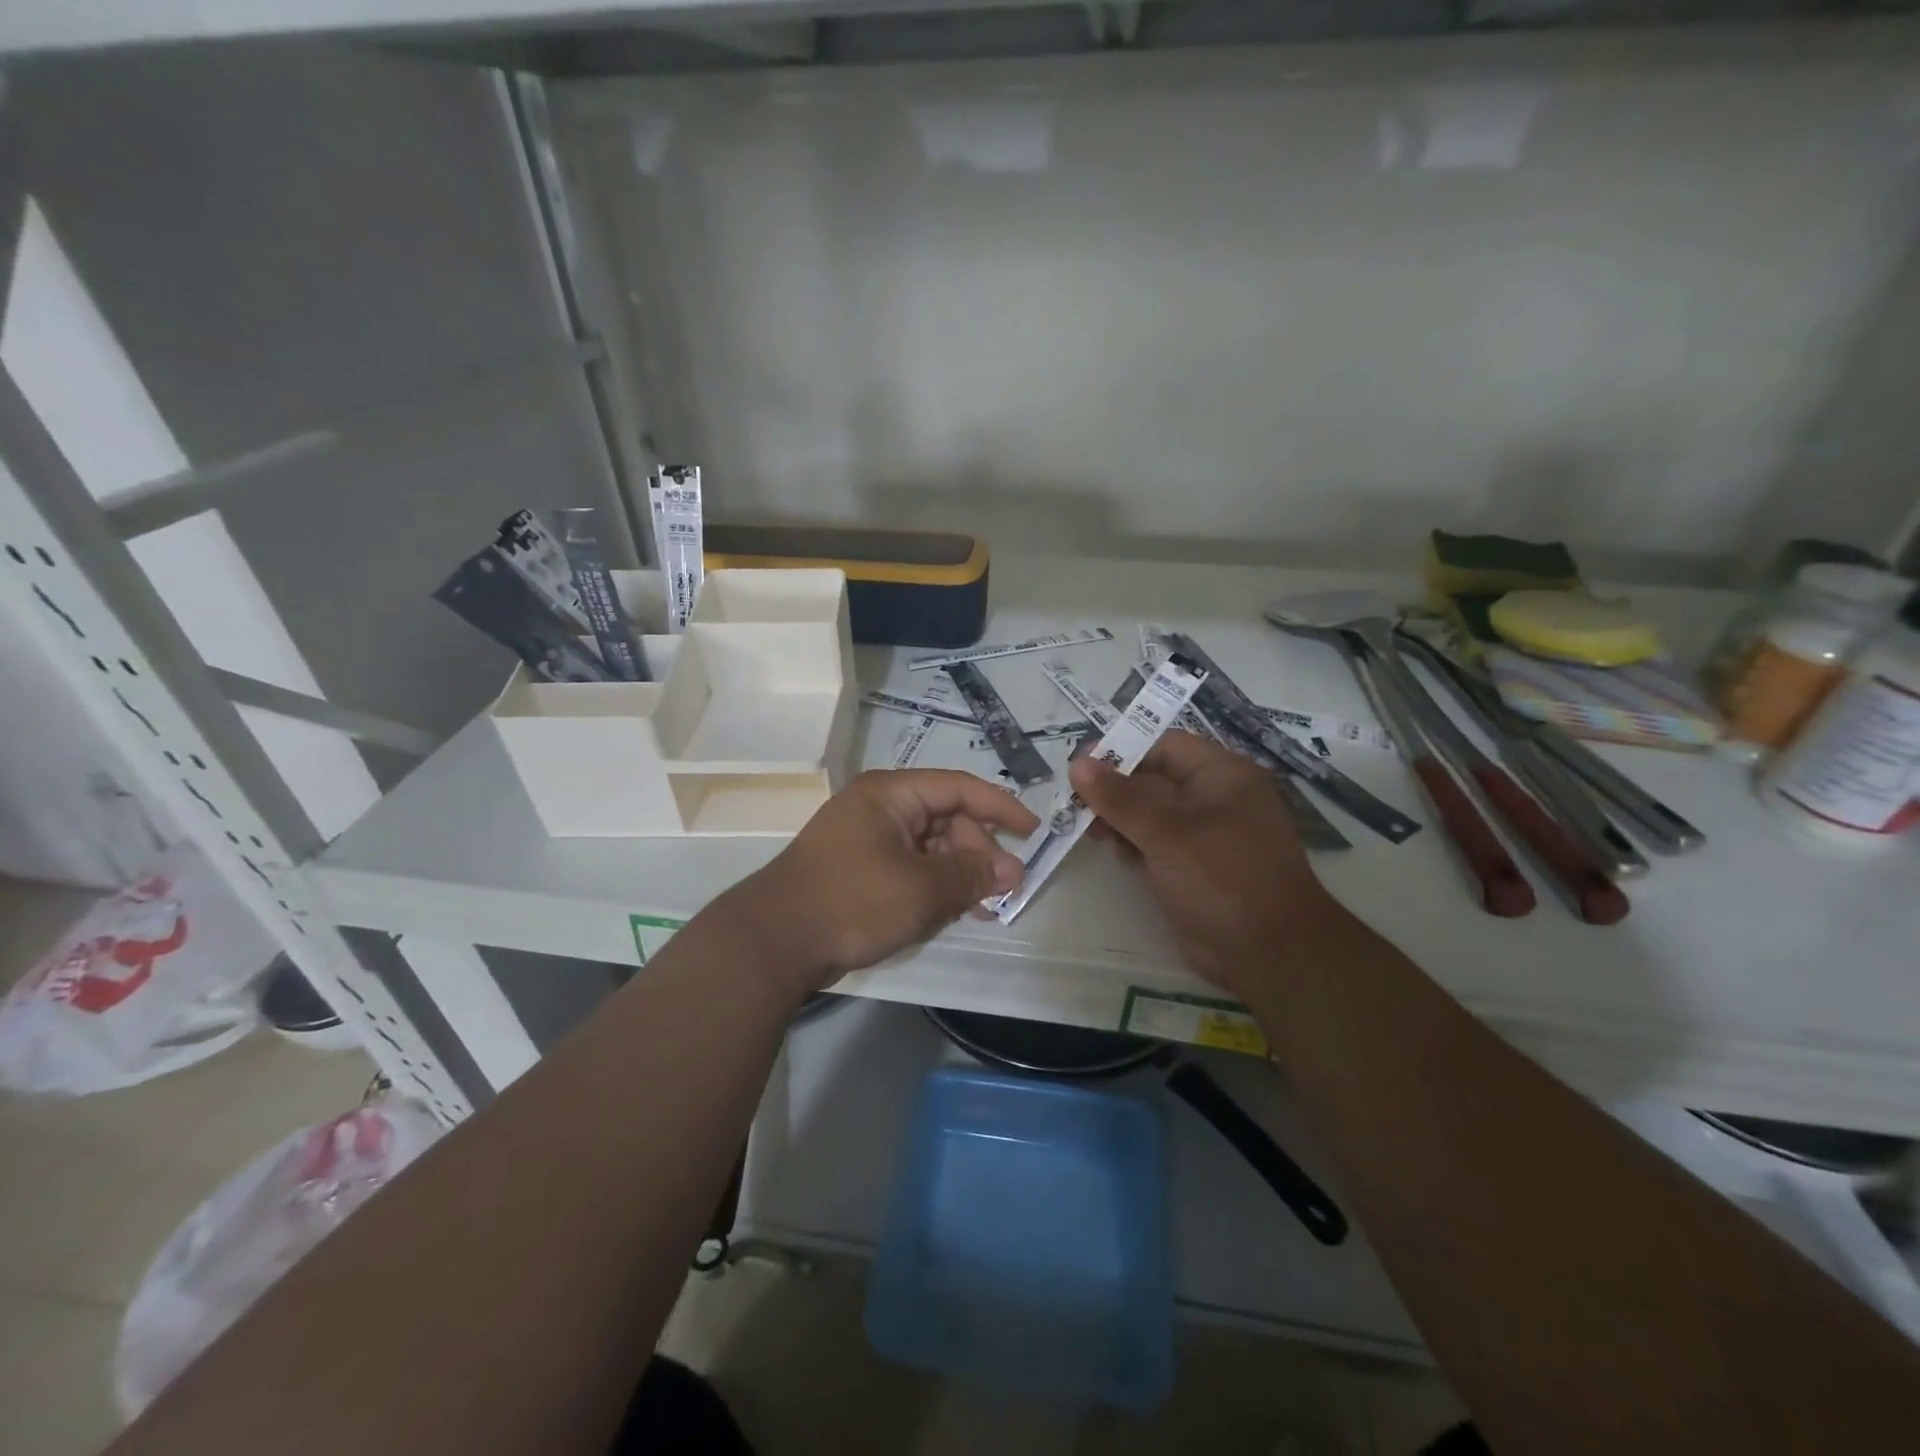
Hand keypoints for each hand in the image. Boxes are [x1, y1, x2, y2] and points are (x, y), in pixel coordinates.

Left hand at [726, 769, 1038, 994]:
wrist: (774, 941)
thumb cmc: (853, 901)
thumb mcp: (922, 889)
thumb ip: (971, 875)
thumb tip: (1012, 870)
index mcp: (892, 794)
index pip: (959, 787)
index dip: (1001, 807)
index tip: (1033, 832)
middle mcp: (879, 808)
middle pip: (946, 819)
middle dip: (978, 853)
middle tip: (1004, 890)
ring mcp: (866, 839)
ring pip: (929, 848)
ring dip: (957, 875)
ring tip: (981, 909)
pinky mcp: (858, 870)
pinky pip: (908, 868)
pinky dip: (932, 887)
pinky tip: (948, 913)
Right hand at [1069, 732, 1346, 998]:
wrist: (1269, 953)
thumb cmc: (1222, 877)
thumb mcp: (1167, 832)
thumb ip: (1120, 797)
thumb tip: (1078, 764)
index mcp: (1222, 775)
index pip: (1164, 746)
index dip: (1122, 751)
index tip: (1080, 766)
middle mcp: (1216, 798)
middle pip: (1154, 778)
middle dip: (1115, 789)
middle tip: (1076, 803)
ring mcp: (1206, 834)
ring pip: (1152, 813)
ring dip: (1119, 817)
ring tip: (1091, 831)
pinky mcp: (1195, 866)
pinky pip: (1157, 842)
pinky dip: (1133, 843)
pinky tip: (1115, 852)